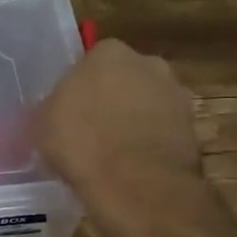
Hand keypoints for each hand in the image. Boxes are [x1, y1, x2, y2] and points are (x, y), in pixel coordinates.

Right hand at [35, 39, 209, 226]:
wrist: (136, 185)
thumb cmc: (81, 142)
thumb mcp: (43, 123)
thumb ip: (51, 108)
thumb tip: (52, 112)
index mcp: (109, 52)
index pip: (91, 61)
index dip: (80, 86)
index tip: (70, 110)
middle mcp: (148, 63)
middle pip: (124, 79)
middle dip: (112, 99)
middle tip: (91, 129)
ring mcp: (176, 95)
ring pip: (147, 105)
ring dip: (134, 121)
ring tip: (113, 154)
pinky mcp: (193, 128)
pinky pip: (162, 132)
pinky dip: (151, 144)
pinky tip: (133, 168)